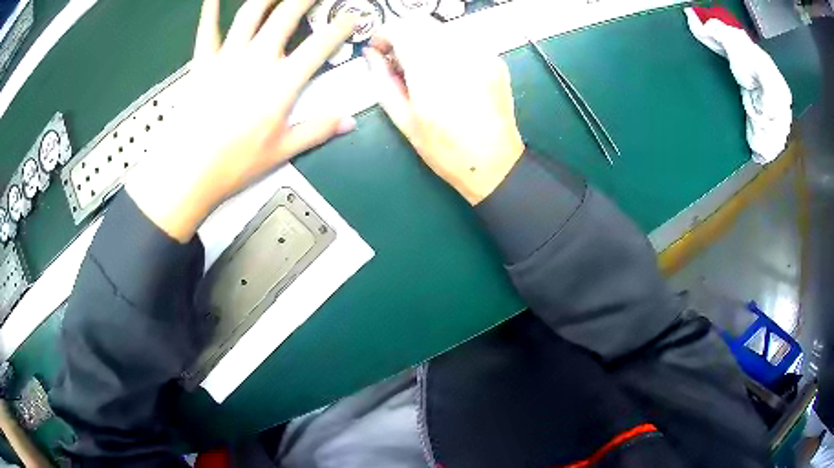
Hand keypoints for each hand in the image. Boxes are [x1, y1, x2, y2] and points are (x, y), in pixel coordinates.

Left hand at [126, 0, 356, 241]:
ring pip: (251, 13)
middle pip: (287, 15)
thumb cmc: (234, 164)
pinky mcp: (202, 62)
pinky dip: (210, 10)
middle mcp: (257, 60)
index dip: (341, 27)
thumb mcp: (282, 150)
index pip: (321, 45)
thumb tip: (347, 122)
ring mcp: (228, 57)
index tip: (351, 18)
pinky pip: (207, 29)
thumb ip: (317, 130)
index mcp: (282, 82)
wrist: (188, 171)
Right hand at [363, 20, 524, 205]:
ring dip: (426, 40)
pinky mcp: (495, 60)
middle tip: (398, 59)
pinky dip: (448, 49)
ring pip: (443, 29)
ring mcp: (481, 55)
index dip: (385, 33)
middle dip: (404, 34)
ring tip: (423, 68)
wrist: (494, 163)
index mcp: (430, 70)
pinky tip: (447, 73)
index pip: (401, 28)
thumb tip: (371, 55)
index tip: (380, 47)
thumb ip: (382, 80)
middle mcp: (458, 54)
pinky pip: (463, 42)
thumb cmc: (446, 149)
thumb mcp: (404, 119)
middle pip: (422, 22)